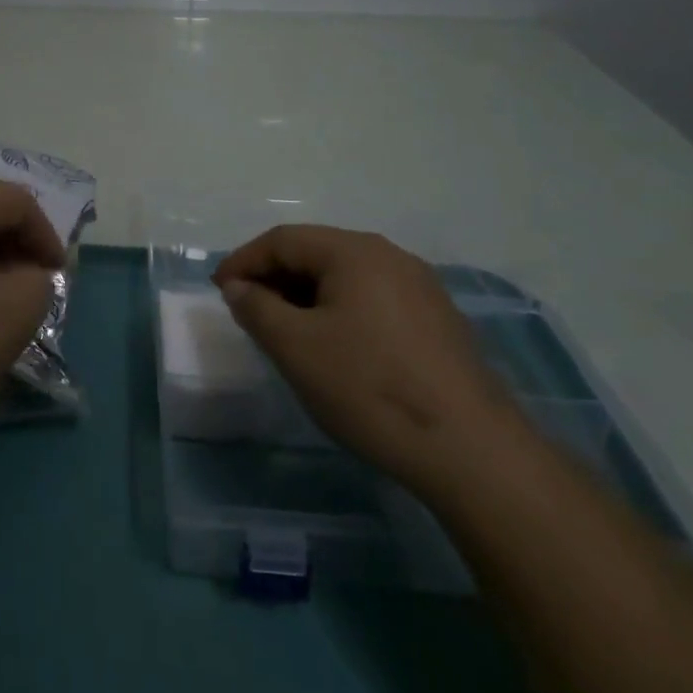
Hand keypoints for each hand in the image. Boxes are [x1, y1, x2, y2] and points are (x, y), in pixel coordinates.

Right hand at [212, 226, 527, 492]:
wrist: (472, 452)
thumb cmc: (369, 387)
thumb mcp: (295, 347)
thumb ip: (256, 308)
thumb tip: (239, 287)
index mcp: (355, 251)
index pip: (283, 240)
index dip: (245, 261)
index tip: (219, 290)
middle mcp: (390, 256)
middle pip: (316, 253)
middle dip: (275, 278)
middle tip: (248, 311)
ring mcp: (420, 288)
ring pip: (345, 278)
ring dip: (306, 296)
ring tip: (285, 331)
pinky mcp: (438, 321)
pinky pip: (372, 300)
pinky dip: (339, 312)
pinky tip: (334, 347)